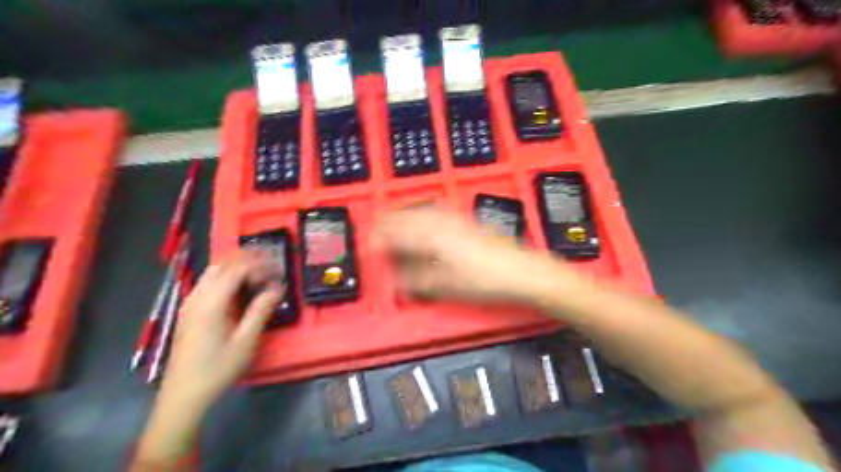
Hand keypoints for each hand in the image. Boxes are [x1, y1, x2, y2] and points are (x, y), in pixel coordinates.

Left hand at [158, 251, 283, 411]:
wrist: (183, 396)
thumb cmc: (218, 369)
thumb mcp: (245, 341)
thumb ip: (260, 310)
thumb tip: (277, 288)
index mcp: (211, 303)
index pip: (236, 270)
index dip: (258, 265)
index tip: (277, 270)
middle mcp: (197, 298)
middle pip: (222, 266)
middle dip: (246, 261)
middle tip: (270, 268)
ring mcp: (189, 305)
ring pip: (212, 273)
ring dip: (235, 269)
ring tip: (258, 276)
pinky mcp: (188, 313)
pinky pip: (206, 284)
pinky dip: (225, 278)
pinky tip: (238, 291)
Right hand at [372, 207, 578, 303]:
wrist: (521, 271)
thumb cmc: (483, 280)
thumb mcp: (445, 286)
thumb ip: (416, 281)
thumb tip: (396, 280)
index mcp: (432, 236)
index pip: (397, 231)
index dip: (380, 237)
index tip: (369, 244)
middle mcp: (441, 222)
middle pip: (407, 216)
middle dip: (389, 223)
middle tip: (378, 233)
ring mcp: (456, 219)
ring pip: (421, 211)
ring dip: (405, 217)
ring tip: (396, 225)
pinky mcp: (467, 221)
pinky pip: (437, 213)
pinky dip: (423, 216)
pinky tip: (425, 222)